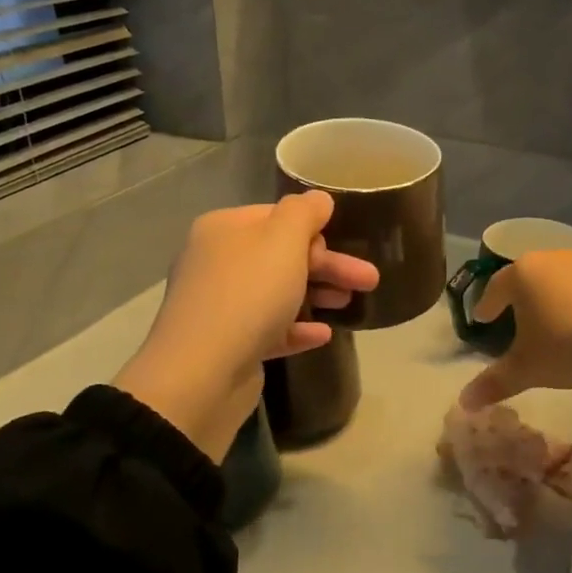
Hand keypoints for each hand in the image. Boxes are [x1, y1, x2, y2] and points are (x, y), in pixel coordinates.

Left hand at [114, 193, 378, 459]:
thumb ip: (304, 212)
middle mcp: (216, 262)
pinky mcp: (229, 344)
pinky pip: (269, 329)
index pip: (274, 217)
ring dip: (317, 294)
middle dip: (327, 265)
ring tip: (351, 304)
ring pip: (277, 293)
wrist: (202, 373)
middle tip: (369, 279)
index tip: (344, 243)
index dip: (313, 229)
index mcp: (223, 229)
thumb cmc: (247, 294)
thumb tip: (318, 199)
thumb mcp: (282, 240)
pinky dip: (297, 329)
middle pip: (281, 256)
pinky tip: (324, 336)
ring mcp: (220, 306)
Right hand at [458, 251, 571, 409]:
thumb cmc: (569, 346)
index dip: (487, 305)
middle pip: (530, 277)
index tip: (483, 319)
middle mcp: (555, 259)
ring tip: (557, 324)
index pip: (495, 287)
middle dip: (522, 298)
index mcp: (524, 274)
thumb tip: (464, 402)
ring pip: (564, 280)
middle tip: (517, 319)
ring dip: (557, 299)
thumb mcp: (527, 369)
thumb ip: (494, 383)